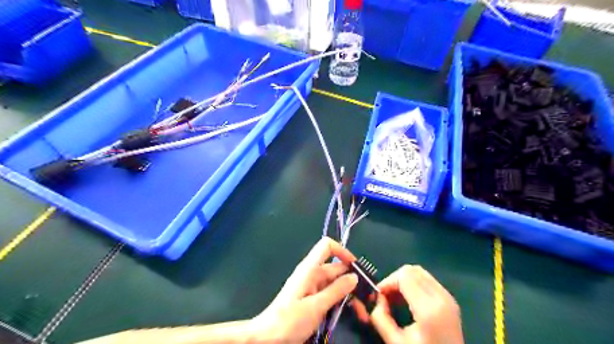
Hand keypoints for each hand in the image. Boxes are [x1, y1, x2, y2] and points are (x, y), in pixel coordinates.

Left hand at [253, 238, 359, 342]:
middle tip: (367, 299)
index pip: (327, 246)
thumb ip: (336, 290)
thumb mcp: (315, 306)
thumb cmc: (289, 320)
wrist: (267, 338)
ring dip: (348, 294)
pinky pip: (330, 295)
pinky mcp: (312, 299)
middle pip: (335, 268)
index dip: (342, 251)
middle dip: (352, 280)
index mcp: (309, 268)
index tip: (356, 267)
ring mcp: (312, 287)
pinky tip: (349, 313)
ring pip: (335, 284)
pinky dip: (340, 301)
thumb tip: (354, 276)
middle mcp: (312, 274)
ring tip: (361, 313)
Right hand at [369, 267, 460, 342]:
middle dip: (394, 279)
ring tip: (396, 297)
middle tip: (386, 297)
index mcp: (429, 308)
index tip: (378, 296)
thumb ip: (380, 318)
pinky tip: (408, 299)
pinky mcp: (450, 300)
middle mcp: (441, 297)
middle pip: (411, 270)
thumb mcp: (396, 342)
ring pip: (419, 272)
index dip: (387, 281)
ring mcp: (448, 297)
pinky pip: (427, 280)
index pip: (404, 276)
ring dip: (404, 280)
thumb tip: (377, 299)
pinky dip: (414, 284)